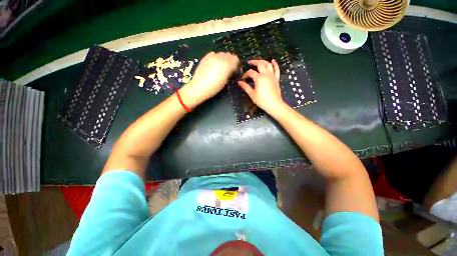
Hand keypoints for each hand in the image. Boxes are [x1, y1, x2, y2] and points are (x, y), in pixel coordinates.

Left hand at [183, 52, 238, 106]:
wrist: (199, 87)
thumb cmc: (213, 88)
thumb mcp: (224, 81)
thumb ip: (229, 72)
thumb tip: (231, 69)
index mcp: (227, 65)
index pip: (235, 59)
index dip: (236, 64)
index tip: (235, 69)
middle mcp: (220, 58)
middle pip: (229, 55)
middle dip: (230, 60)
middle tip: (228, 68)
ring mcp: (212, 57)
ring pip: (221, 53)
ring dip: (223, 58)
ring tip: (221, 66)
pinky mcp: (205, 57)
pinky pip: (213, 54)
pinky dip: (215, 57)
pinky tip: (214, 63)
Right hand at [237, 59, 284, 112]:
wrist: (274, 104)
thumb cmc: (262, 100)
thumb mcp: (252, 94)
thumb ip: (245, 87)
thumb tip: (239, 82)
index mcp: (259, 78)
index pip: (250, 72)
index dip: (245, 74)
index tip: (243, 79)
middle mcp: (266, 74)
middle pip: (260, 64)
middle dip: (254, 62)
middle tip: (249, 62)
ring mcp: (272, 76)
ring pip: (268, 64)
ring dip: (263, 61)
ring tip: (258, 61)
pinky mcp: (276, 79)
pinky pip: (276, 69)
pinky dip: (275, 64)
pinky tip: (273, 61)